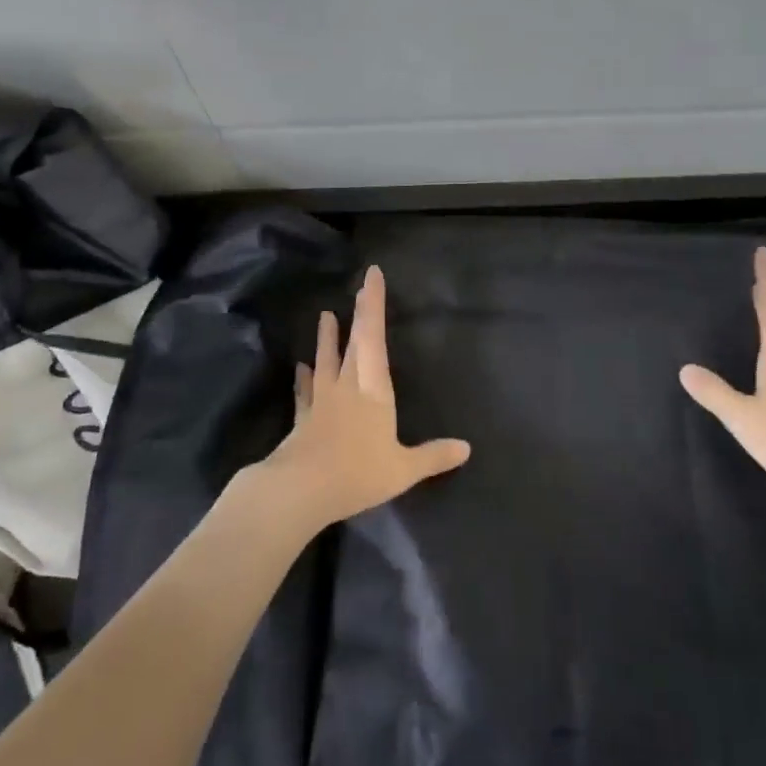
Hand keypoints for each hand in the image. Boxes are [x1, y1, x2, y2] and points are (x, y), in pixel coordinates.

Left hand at [251, 266, 470, 533]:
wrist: (300, 491)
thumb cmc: (358, 473)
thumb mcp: (404, 469)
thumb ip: (434, 456)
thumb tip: (466, 448)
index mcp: (373, 388)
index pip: (374, 336)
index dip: (373, 304)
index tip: (371, 275)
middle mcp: (347, 385)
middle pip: (353, 341)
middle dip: (359, 313)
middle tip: (359, 287)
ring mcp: (322, 400)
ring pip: (325, 360)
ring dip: (326, 338)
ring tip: (324, 315)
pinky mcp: (303, 418)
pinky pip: (305, 391)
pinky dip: (304, 378)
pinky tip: (300, 369)